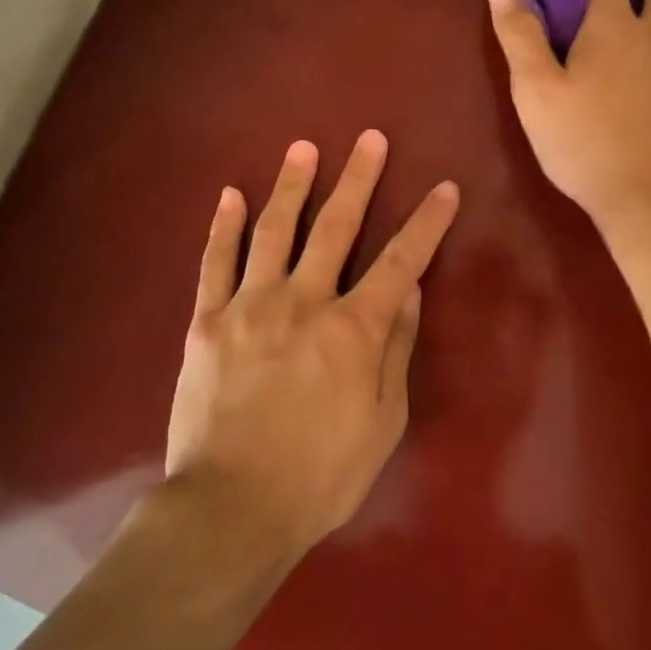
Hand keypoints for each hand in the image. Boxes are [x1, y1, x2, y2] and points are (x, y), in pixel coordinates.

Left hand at [165, 133, 460, 559]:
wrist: (231, 509)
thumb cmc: (320, 476)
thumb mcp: (383, 423)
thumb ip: (395, 349)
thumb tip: (407, 291)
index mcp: (352, 331)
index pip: (400, 262)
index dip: (426, 223)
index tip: (443, 189)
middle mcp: (303, 303)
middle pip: (336, 227)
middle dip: (358, 180)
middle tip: (369, 139)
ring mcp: (250, 306)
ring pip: (275, 231)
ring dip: (292, 185)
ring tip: (304, 148)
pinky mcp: (207, 321)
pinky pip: (215, 263)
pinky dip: (224, 226)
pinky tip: (230, 195)